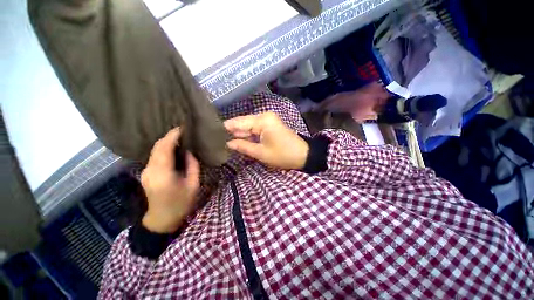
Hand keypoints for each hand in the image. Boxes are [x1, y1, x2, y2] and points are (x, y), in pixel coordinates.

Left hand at [140, 127, 199, 232]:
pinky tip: (174, 149)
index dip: (172, 136)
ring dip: (166, 141)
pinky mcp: (146, 173)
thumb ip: (192, 166)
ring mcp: (145, 171)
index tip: (183, 128)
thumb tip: (190, 151)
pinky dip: (164, 149)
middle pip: (157, 146)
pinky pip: (154, 156)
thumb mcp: (193, 185)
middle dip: (169, 136)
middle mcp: (150, 170)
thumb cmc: (181, 203)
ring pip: (154, 150)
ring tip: (181, 138)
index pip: (164, 148)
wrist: (162, 219)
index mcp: (163, 174)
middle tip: (184, 131)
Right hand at [224, 112, 308, 169]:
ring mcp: (268, 120)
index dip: (226, 128)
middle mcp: (264, 116)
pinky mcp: (270, 125)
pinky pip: (256, 129)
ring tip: (225, 140)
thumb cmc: (283, 155)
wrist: (303, 155)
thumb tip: (228, 143)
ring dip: (240, 134)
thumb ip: (243, 146)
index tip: (213, 132)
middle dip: (232, 131)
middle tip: (218, 139)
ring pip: (249, 126)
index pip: (239, 122)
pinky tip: (239, 140)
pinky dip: (248, 135)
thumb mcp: (261, 153)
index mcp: (262, 120)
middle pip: (243, 123)